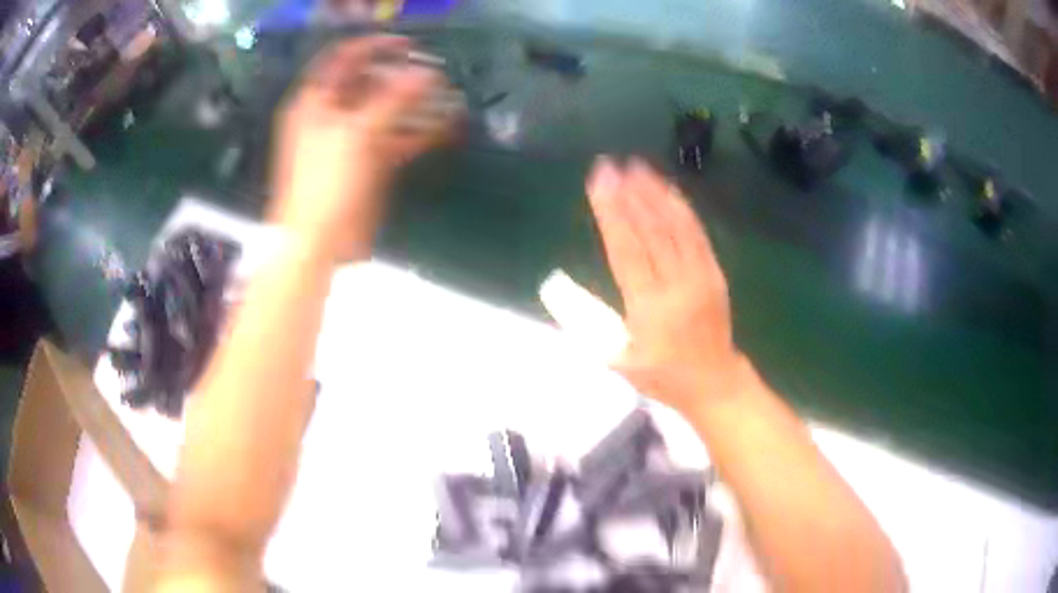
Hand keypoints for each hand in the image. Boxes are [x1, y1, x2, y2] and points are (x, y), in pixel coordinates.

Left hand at [269, 36, 456, 260]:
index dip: (375, 47)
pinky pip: (398, 139)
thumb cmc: (324, 182)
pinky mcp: (369, 162)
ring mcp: (353, 138)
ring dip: (417, 103)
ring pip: (388, 111)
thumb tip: (427, 74)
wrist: (318, 241)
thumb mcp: (356, 133)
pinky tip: (446, 126)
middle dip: (403, 76)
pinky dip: (421, 133)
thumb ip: (392, 99)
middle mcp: (334, 114)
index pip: (345, 59)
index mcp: (317, 101)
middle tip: (434, 73)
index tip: (408, 45)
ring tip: (447, 96)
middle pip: (370, 83)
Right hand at [586, 157, 748, 414]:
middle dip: (628, 194)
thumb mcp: (618, 361)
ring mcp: (700, 275)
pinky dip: (681, 208)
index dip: (611, 213)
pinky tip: (667, 190)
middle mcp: (676, 285)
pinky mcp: (714, 272)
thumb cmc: (662, 376)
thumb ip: (591, 326)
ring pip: (675, 226)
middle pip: (650, 230)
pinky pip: (697, 233)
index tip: (598, 183)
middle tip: (610, 165)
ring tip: (636, 167)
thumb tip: (562, 290)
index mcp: (649, 308)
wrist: (714, 382)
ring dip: (654, 193)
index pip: (625, 249)